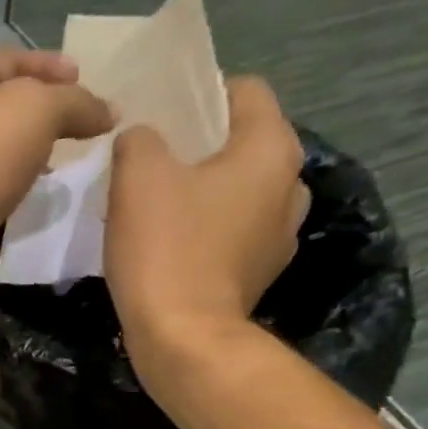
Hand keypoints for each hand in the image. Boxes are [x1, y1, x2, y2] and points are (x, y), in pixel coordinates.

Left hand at [0, 50, 113, 308]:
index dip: (48, 64)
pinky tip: (34, 200)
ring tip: (65, 163)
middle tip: (80, 126)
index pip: (8, 59)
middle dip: (39, 113)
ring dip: (27, 155)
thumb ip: (75, 104)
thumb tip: (109, 111)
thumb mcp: (35, 111)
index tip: (84, 76)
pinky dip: (12, 191)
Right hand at [104, 76, 305, 348]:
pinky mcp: (259, 274)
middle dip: (201, 146)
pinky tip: (171, 245)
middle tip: (154, 159)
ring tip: (160, 205)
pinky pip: (233, 233)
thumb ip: (139, 138)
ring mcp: (280, 236)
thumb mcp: (137, 174)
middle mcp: (290, 186)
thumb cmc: (166, 246)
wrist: (183, 337)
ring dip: (205, 191)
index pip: (245, 91)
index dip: (200, 93)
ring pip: (239, 192)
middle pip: (243, 144)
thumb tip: (142, 138)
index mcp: (271, 149)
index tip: (161, 113)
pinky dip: (207, 230)